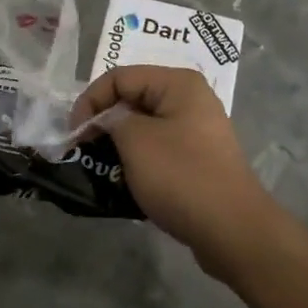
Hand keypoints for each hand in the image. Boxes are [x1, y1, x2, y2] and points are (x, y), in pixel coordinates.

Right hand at [70, 65, 275, 267]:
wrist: (233, 231)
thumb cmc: (181, 176)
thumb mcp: (135, 141)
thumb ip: (110, 120)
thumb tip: (106, 122)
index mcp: (178, 84)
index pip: (120, 77)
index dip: (91, 101)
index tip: (74, 134)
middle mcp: (190, 99)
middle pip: (132, 99)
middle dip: (104, 122)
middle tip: (82, 149)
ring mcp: (197, 131)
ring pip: (144, 127)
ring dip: (119, 144)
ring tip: (100, 167)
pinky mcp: (198, 159)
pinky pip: (158, 149)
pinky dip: (138, 161)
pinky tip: (125, 181)